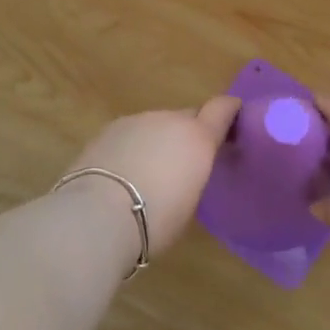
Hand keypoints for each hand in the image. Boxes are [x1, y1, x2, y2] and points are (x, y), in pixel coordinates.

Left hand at [62, 96, 241, 254]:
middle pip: (187, 117)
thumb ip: (193, 174)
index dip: (229, 111)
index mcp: (198, 138)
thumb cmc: (155, 220)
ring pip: (156, 126)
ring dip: (157, 141)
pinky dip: (132, 147)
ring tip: (146, 174)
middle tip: (183, 163)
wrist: (96, 216)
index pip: (223, 108)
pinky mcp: (107, 129)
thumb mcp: (189, 203)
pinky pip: (130, 134)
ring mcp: (136, 121)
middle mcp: (170, 120)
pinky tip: (121, 174)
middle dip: (188, 134)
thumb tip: (185, 169)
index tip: (234, 119)